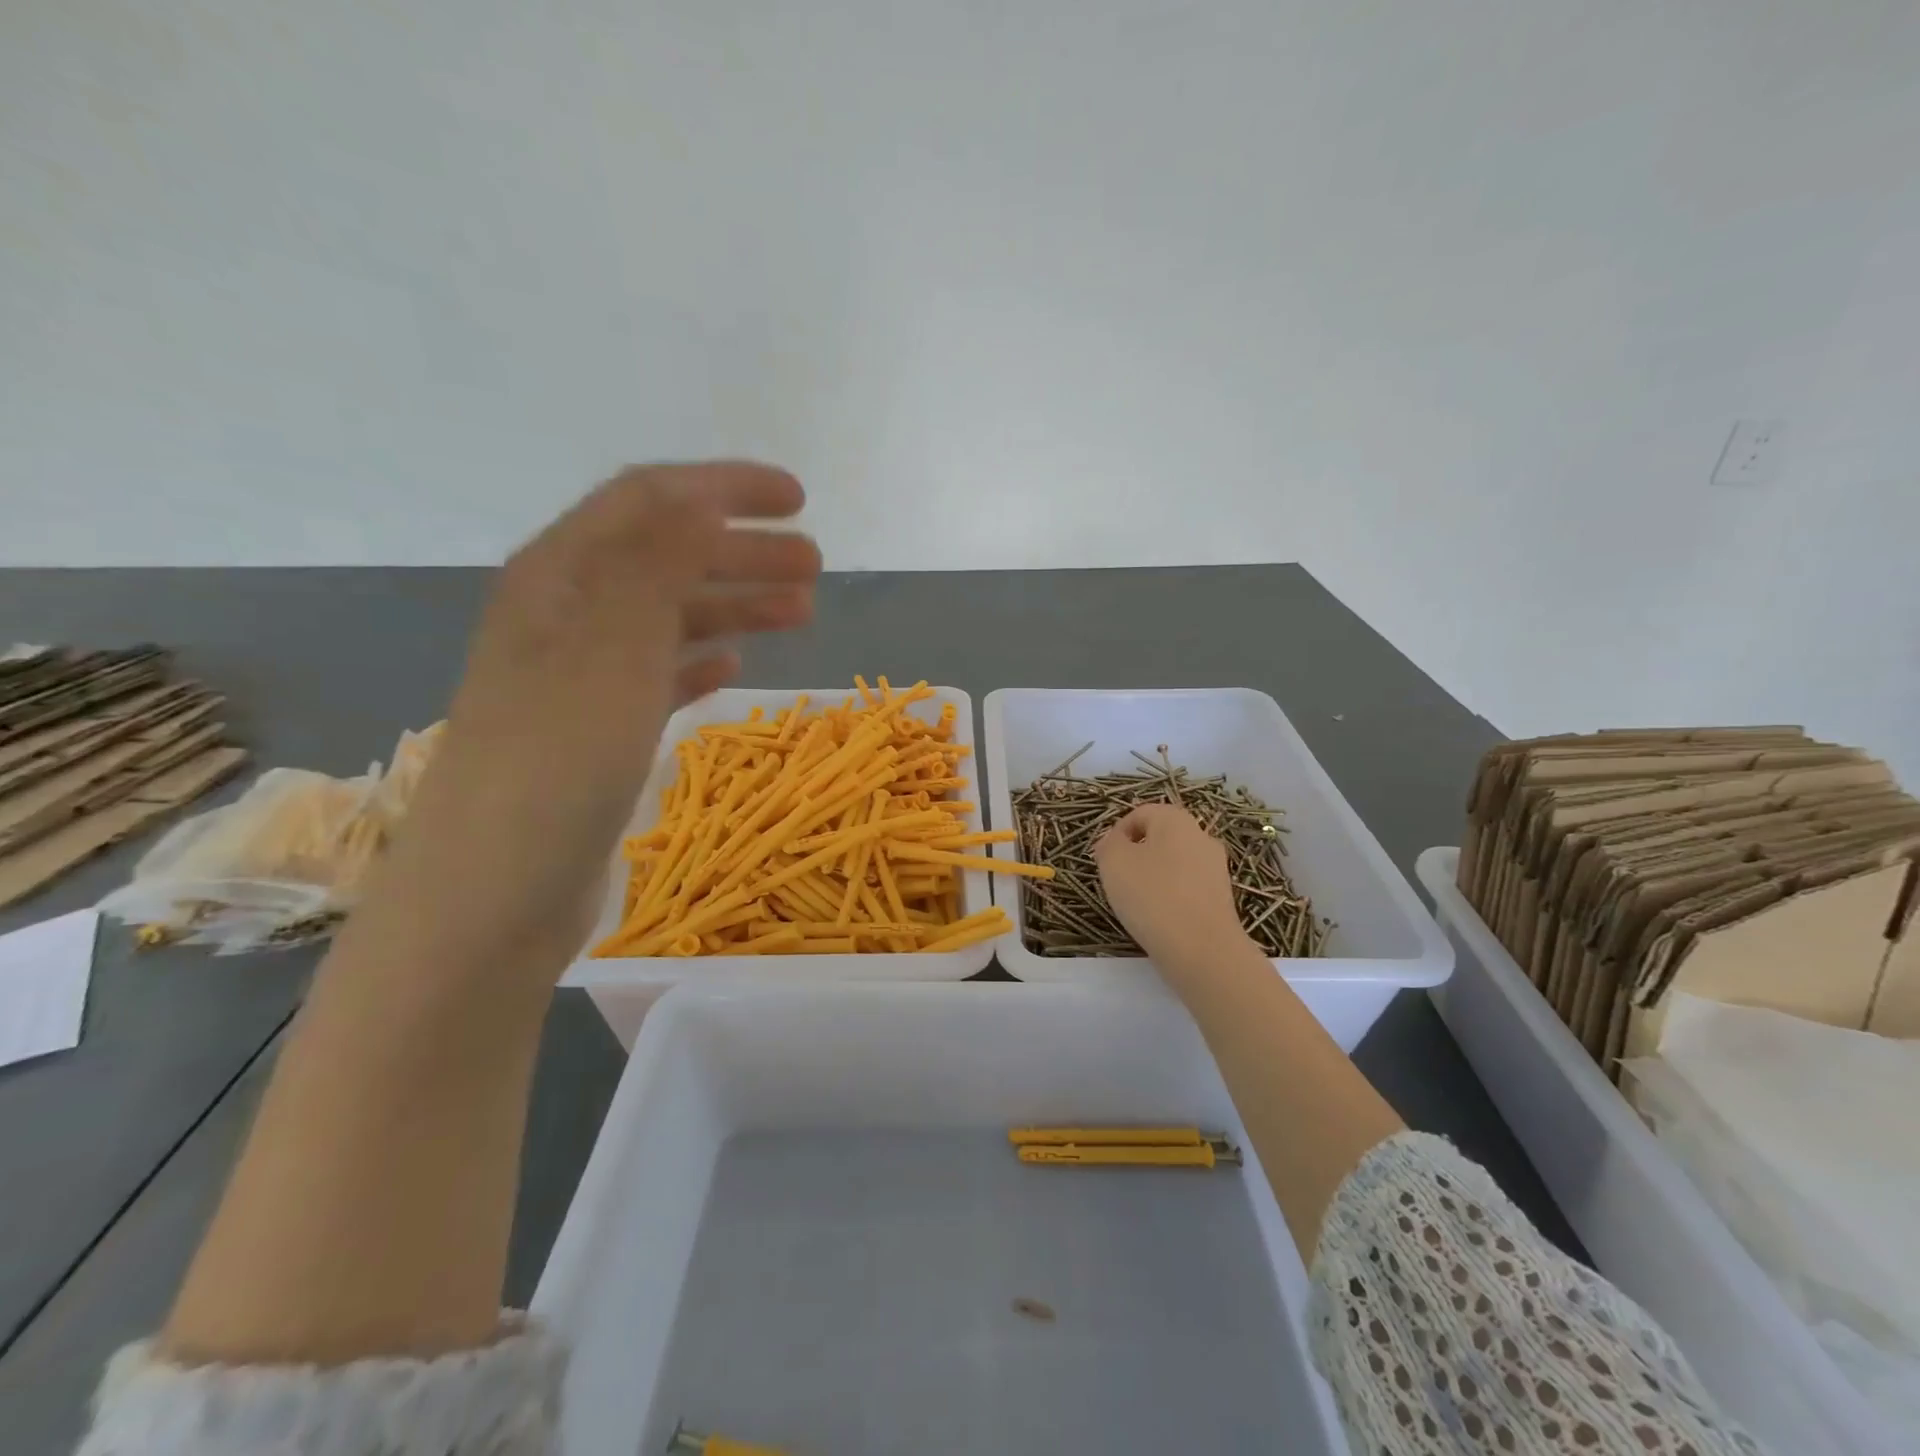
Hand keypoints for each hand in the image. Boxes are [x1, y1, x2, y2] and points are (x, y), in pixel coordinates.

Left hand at [378, 462, 819, 974]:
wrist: (494, 893)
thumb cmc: (557, 761)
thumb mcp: (610, 647)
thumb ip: (654, 562)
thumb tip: (700, 494)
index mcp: (561, 576)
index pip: (651, 501)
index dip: (725, 489)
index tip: (799, 500)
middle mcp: (567, 614)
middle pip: (666, 556)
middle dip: (743, 550)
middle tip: (815, 567)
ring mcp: (580, 676)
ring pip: (669, 617)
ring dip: (733, 604)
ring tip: (799, 612)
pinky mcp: (595, 730)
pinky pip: (659, 675)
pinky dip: (700, 660)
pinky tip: (733, 668)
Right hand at [1094, 804, 1249, 976]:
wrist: (1202, 950)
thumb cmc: (1152, 896)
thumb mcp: (1113, 862)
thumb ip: (1108, 844)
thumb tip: (1113, 842)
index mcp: (1176, 819)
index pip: (1139, 814)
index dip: (1116, 834)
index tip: (1104, 861)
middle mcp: (1201, 836)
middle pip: (1158, 839)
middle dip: (1135, 856)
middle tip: (1117, 882)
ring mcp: (1215, 868)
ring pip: (1173, 865)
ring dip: (1152, 878)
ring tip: (1137, 904)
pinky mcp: (1221, 898)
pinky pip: (1186, 888)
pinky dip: (1170, 897)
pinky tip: (1159, 919)